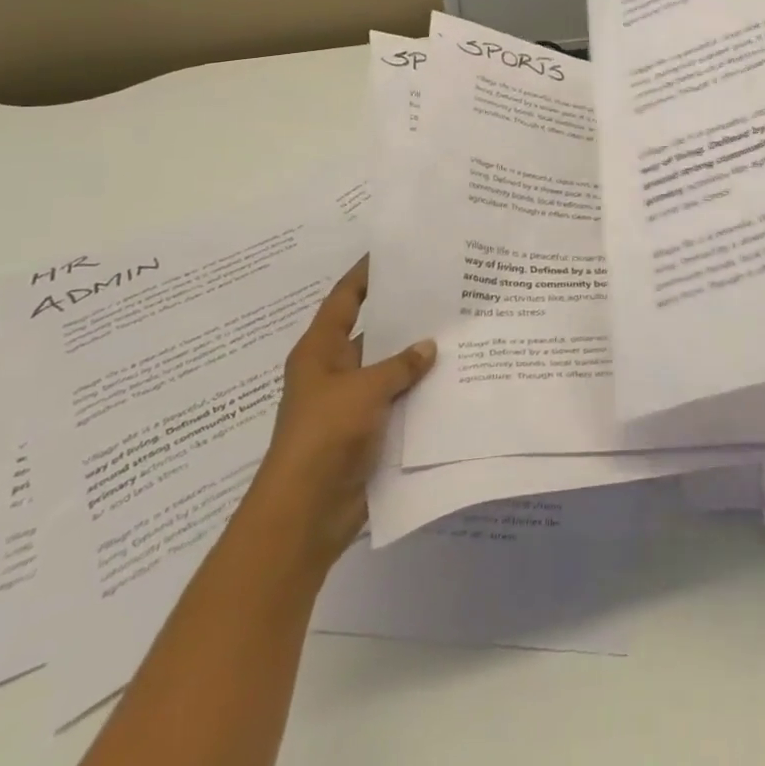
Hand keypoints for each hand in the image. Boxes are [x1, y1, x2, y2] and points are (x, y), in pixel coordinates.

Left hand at [253, 256, 435, 562]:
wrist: (306, 513)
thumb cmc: (325, 435)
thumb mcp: (364, 389)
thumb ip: (399, 364)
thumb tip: (429, 346)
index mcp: (320, 351)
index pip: (344, 300)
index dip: (365, 275)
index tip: (394, 252)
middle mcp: (334, 371)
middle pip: (371, 332)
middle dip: (402, 315)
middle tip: (444, 291)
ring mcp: (350, 403)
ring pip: (388, 368)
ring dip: (415, 357)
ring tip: (458, 331)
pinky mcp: (367, 431)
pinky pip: (397, 401)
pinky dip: (418, 391)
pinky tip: (452, 379)